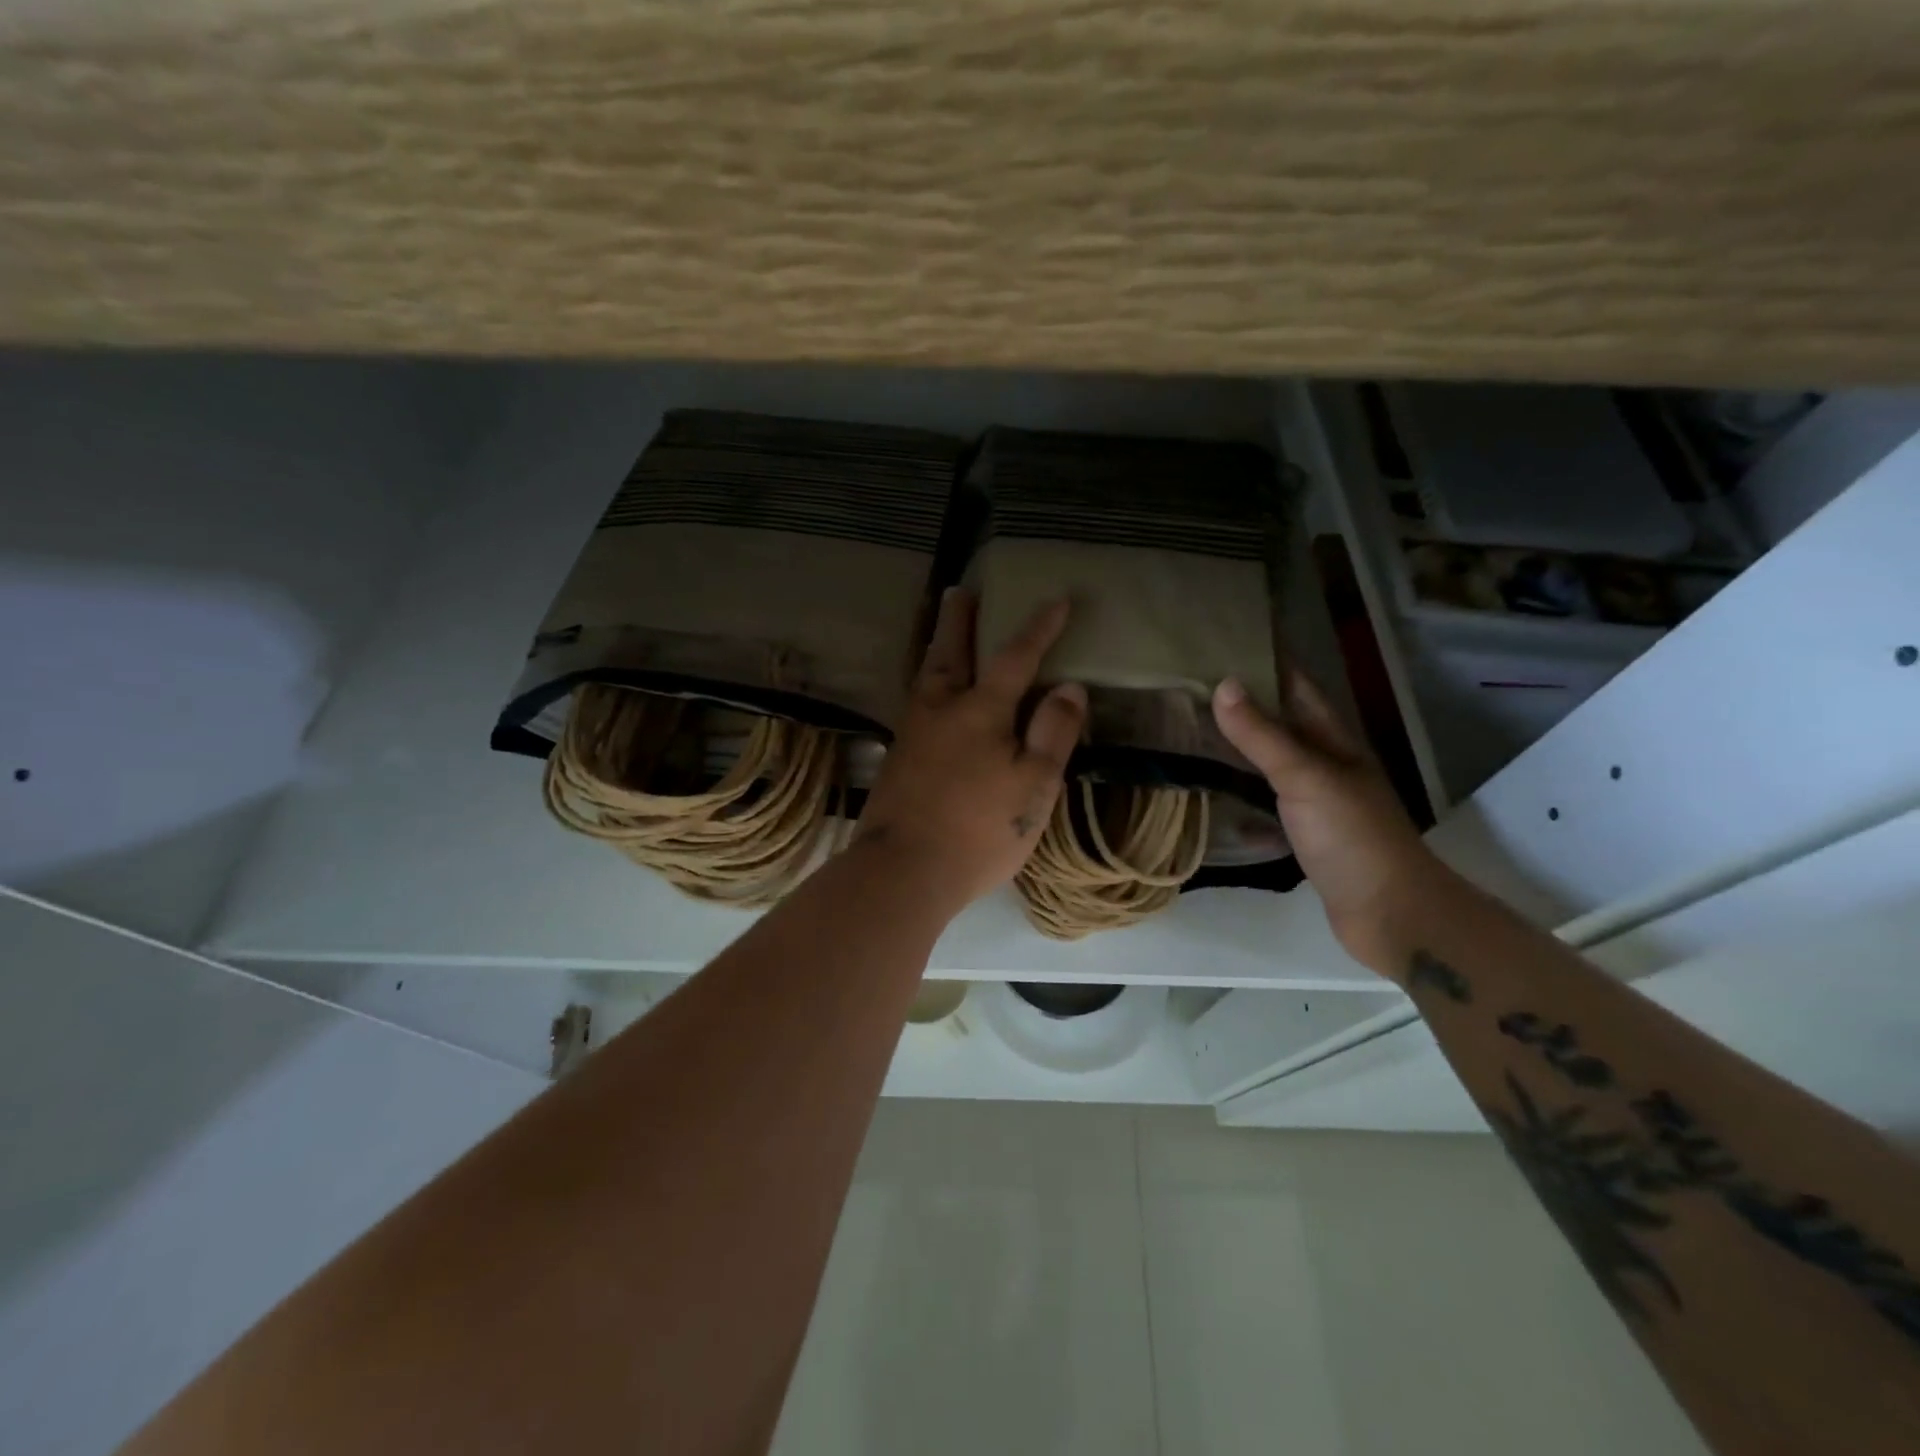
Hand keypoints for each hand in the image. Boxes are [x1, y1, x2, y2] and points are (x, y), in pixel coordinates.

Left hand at [855, 588, 1087, 915]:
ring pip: (926, 676)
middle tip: (960, 591)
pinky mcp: (896, 760)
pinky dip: (926, 683)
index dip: (1039, 629)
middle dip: (959, 620)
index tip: (1057, 601)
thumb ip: (1053, 732)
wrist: (902, 871)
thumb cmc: (979, 829)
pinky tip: (929, 696)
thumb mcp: (1034, 785)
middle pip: (950, 652)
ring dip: (937, 646)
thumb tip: (1070, 686)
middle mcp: (941, 710)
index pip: (1016, 658)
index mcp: (981, 711)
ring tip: (942, 631)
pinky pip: (915, 703)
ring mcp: (912, 734)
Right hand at [1213, 671, 1440, 973]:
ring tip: (1191, 731)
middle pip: (1283, 724)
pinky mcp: (1305, 836)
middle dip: (1245, 703)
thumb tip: (1223, 684)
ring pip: (1272, 763)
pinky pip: (1266, 803)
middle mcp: (1327, 765)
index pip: (1299, 688)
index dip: (1269, 662)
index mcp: (1334, 742)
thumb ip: (1263, 735)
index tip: (1226, 642)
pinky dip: (1240, 795)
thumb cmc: (1353, 836)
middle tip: (1191, 686)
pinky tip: (1213, 795)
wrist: (1391, 914)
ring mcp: (1317, 802)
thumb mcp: (1306, 778)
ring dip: (1240, 748)